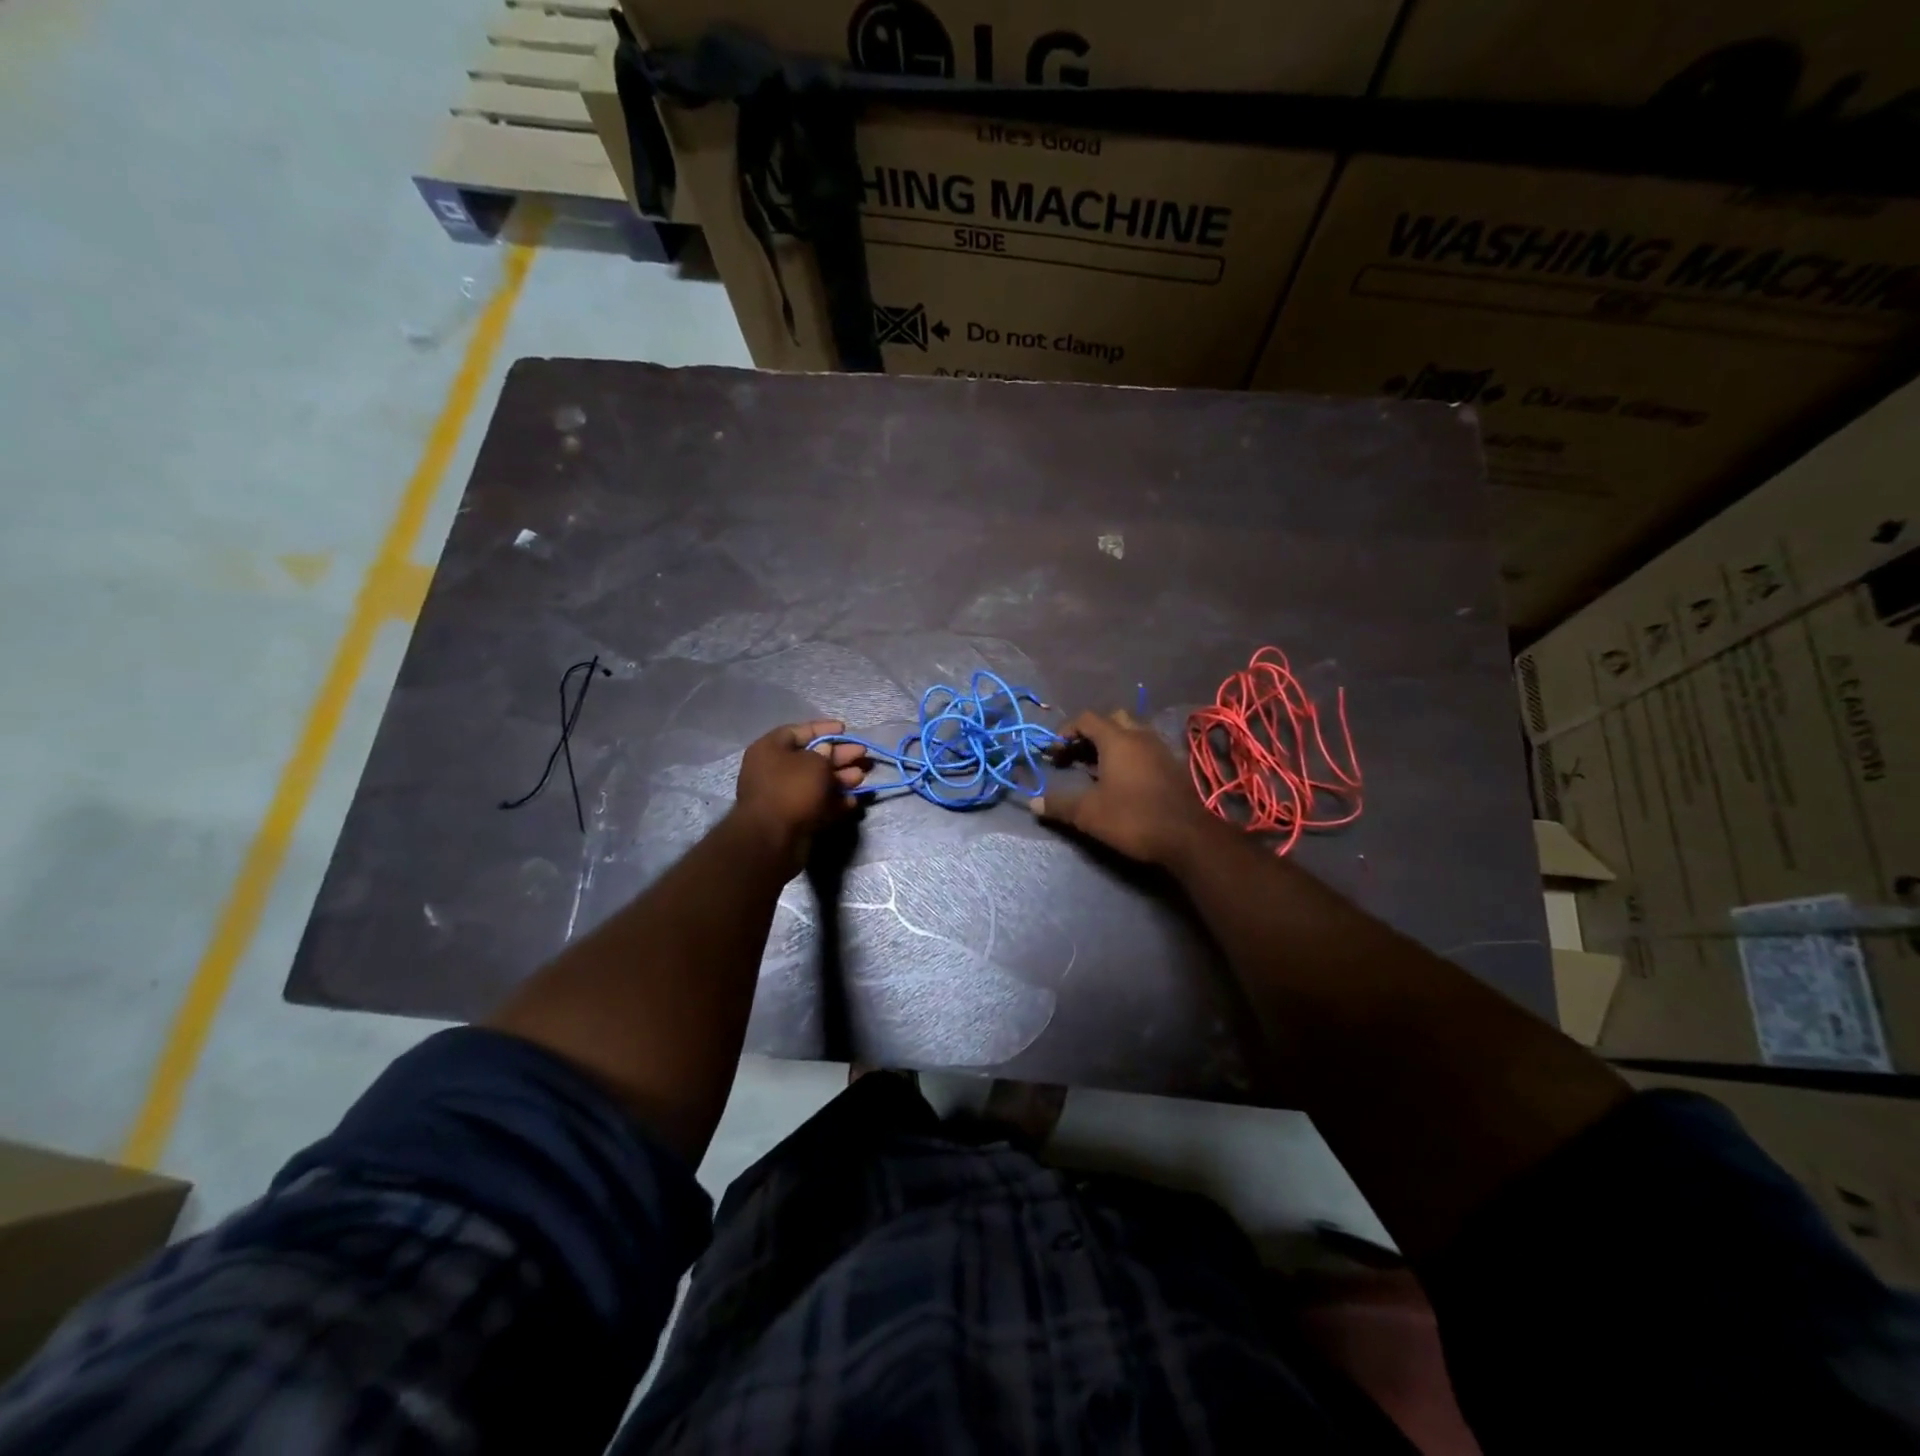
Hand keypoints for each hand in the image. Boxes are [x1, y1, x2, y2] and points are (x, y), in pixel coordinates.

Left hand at [732, 720, 866, 868]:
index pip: (798, 731)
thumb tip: (826, 752)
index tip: (845, 729)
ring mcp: (783, 796)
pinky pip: (816, 804)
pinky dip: (834, 802)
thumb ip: (825, 754)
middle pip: (811, 758)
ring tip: (862, 777)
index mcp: (770, 749)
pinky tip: (853, 801)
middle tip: (863, 754)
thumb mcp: (814, 763)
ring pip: (816, 782)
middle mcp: (773, 770)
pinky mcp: (793, 818)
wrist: (773, 839)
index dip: (823, 728)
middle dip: (839, 756)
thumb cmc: (792, 789)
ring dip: (841, 779)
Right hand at [1029, 709, 1215, 866]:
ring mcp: (1160, 750)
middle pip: (1111, 719)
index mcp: (1117, 739)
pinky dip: (1128, 756)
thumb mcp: (1088, 813)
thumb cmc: (1133, 817)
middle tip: (1075, 756)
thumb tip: (1033, 803)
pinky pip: (1145, 749)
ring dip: (1110, 744)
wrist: (1188, 837)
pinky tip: (1121, 780)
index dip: (1065, 731)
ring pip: (1131, 733)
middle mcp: (1140, 736)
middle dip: (1089, 734)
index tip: (1053, 752)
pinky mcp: (1172, 766)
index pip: (1086, 718)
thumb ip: (1059, 804)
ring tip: (1095, 769)